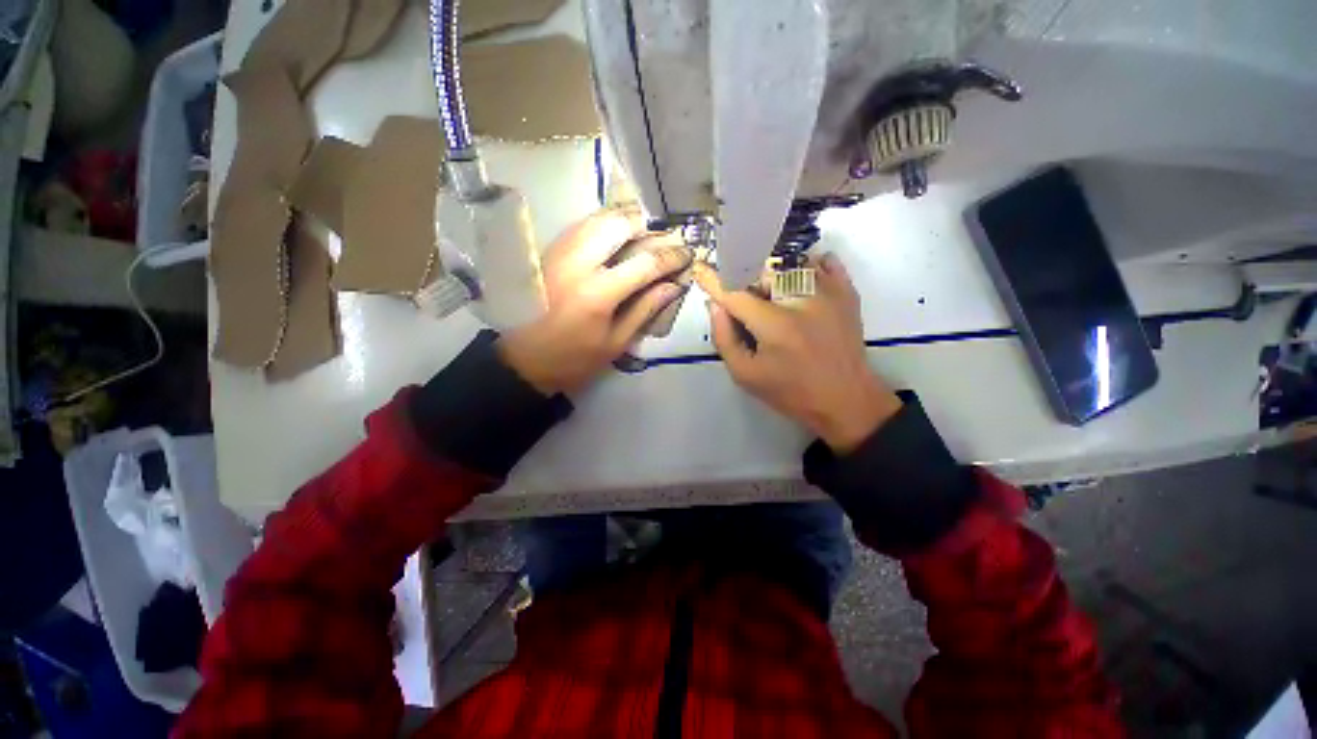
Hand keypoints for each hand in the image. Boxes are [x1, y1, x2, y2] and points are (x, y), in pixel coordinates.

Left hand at [499, 209, 692, 394]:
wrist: (523, 360)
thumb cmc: (574, 359)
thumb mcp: (616, 342)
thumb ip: (645, 310)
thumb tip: (673, 285)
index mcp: (597, 293)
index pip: (644, 263)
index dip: (671, 257)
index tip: (687, 254)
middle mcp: (576, 263)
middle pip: (618, 224)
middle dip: (648, 225)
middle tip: (666, 236)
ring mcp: (558, 252)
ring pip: (597, 217)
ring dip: (626, 219)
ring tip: (646, 231)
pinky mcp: (547, 251)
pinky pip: (581, 226)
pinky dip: (604, 224)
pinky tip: (617, 236)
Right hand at [694, 254, 901, 452]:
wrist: (846, 400)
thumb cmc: (791, 392)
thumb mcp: (745, 375)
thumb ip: (724, 338)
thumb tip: (715, 304)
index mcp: (775, 325)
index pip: (735, 293)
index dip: (713, 280)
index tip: (699, 268)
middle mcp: (802, 300)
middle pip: (761, 272)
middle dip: (746, 283)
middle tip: (748, 306)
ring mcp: (829, 292)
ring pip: (790, 263)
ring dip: (773, 275)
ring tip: (775, 299)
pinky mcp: (847, 292)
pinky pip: (823, 262)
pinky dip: (806, 266)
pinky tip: (800, 283)